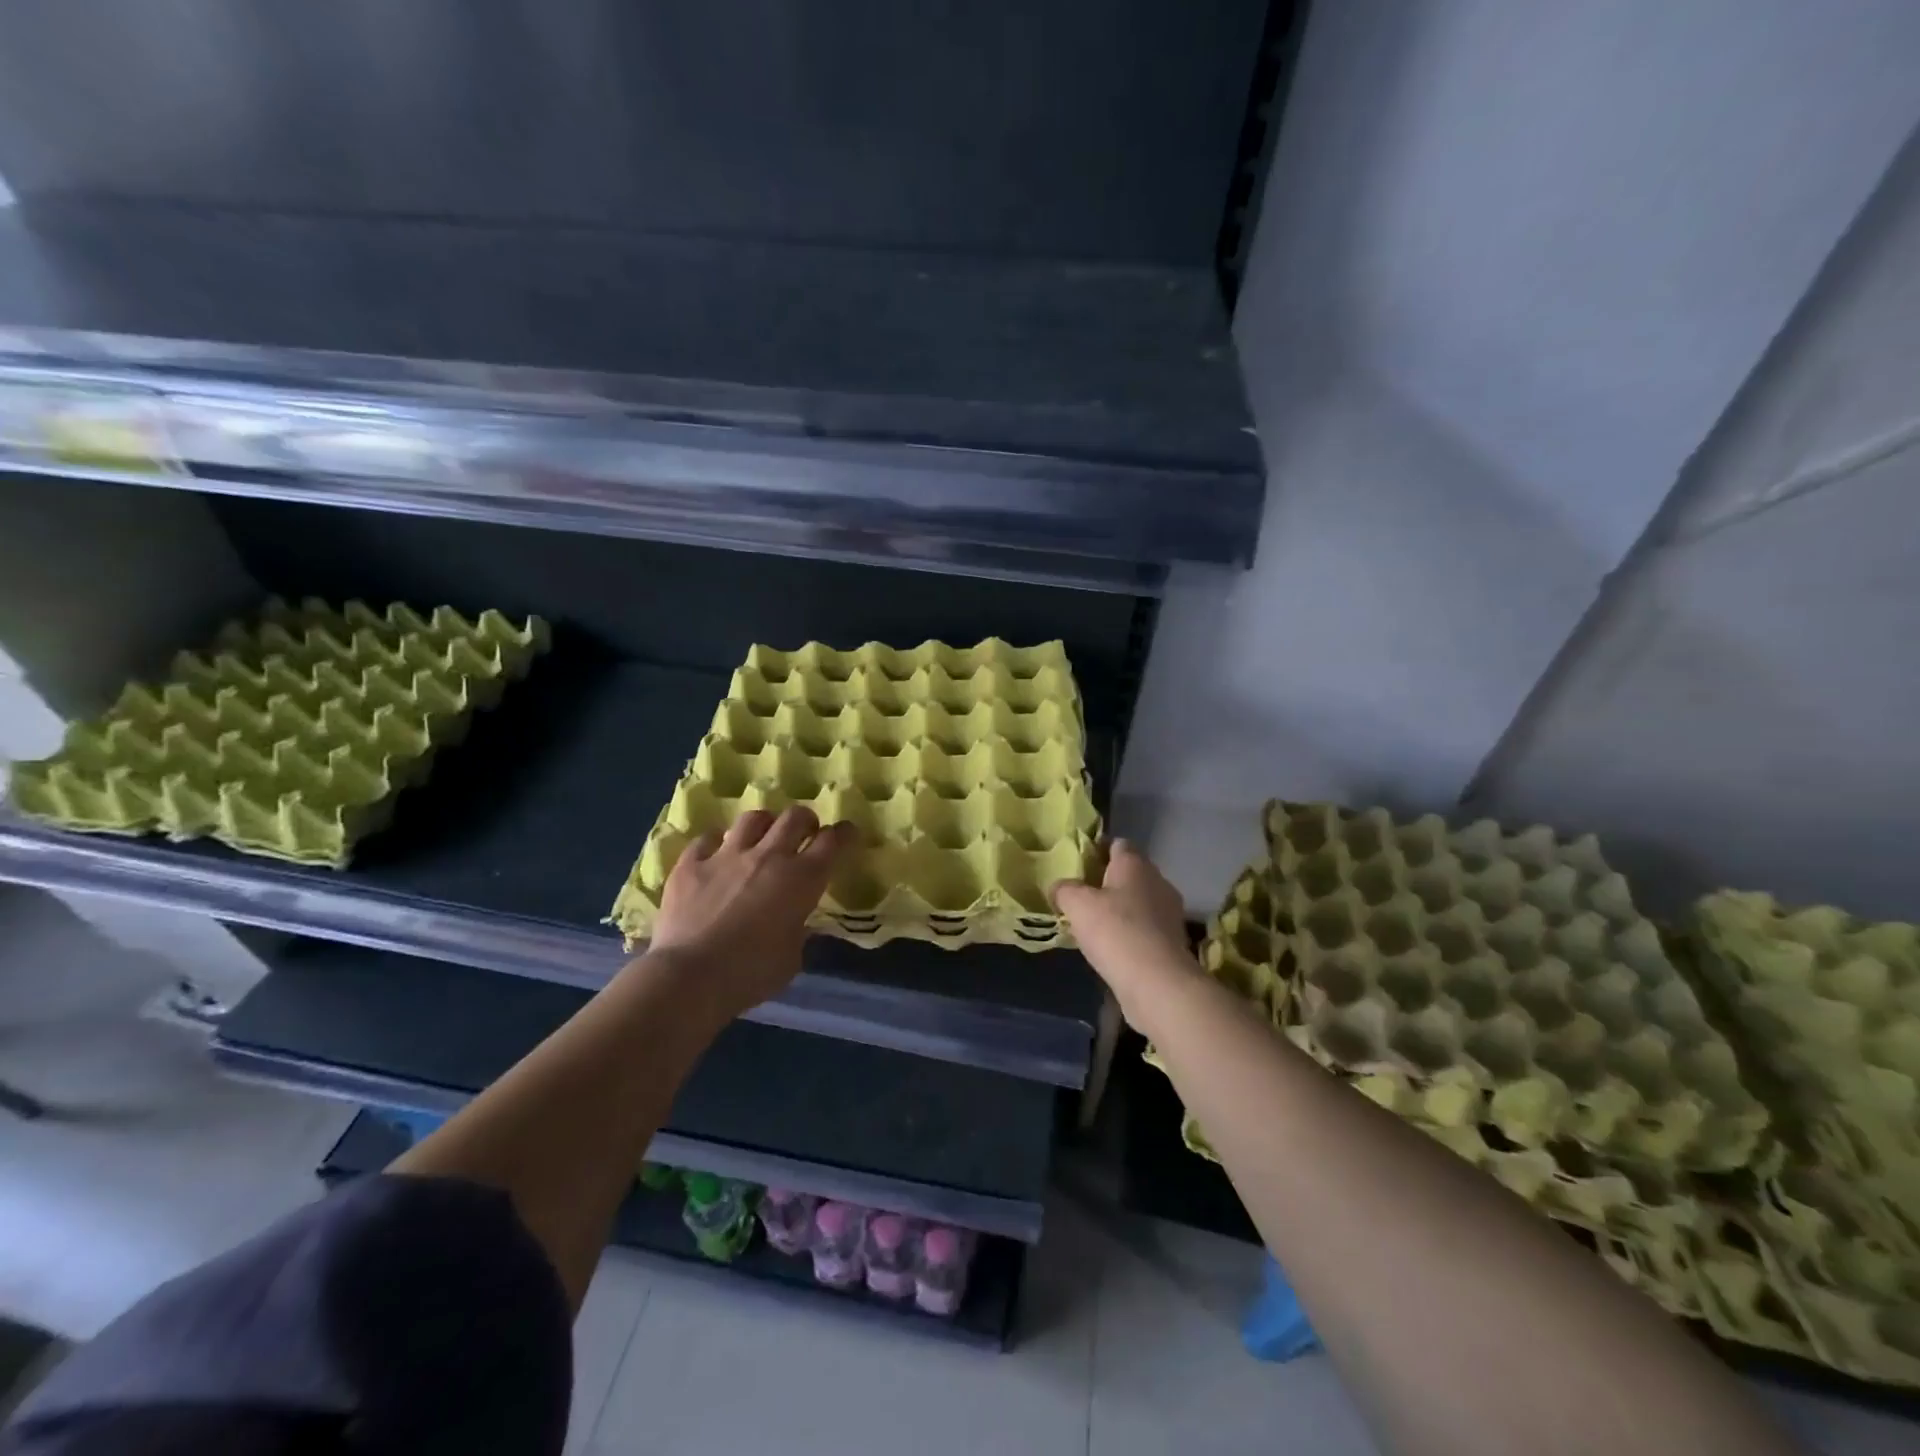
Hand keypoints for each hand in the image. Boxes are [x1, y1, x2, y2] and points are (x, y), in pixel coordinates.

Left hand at [646, 806, 854, 1020]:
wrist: (691, 976)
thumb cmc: (751, 974)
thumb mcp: (791, 958)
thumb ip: (797, 930)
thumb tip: (794, 920)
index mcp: (802, 879)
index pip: (833, 841)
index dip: (844, 834)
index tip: (847, 834)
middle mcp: (769, 856)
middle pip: (795, 817)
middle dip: (805, 820)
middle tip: (805, 832)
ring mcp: (727, 855)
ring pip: (753, 818)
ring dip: (764, 825)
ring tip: (761, 838)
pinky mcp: (692, 863)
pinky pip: (707, 839)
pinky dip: (716, 844)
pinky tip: (715, 854)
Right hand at [1052, 839, 1197, 1021]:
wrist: (1158, 982)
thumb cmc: (1115, 931)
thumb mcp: (1077, 905)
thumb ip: (1064, 889)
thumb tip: (1059, 887)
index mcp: (1135, 864)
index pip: (1117, 844)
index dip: (1097, 850)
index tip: (1078, 865)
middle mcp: (1158, 881)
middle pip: (1129, 873)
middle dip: (1107, 882)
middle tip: (1081, 896)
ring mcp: (1170, 912)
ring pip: (1139, 901)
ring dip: (1120, 909)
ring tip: (1094, 925)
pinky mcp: (1173, 941)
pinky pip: (1146, 927)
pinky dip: (1131, 932)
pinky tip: (1113, 947)